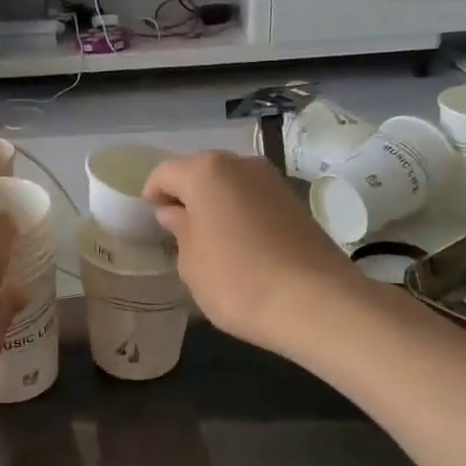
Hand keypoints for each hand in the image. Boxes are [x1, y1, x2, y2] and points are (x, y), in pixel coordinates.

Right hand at [143, 151, 358, 356]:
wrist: (314, 301)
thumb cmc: (236, 280)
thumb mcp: (191, 261)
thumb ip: (179, 229)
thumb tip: (175, 212)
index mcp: (205, 172)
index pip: (165, 173)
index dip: (153, 195)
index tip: (152, 224)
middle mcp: (241, 164)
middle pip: (201, 172)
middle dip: (187, 197)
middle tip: (180, 233)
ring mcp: (273, 180)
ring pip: (231, 185)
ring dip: (217, 205)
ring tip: (212, 242)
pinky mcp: (296, 202)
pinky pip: (255, 200)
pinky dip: (242, 215)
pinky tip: (242, 246)